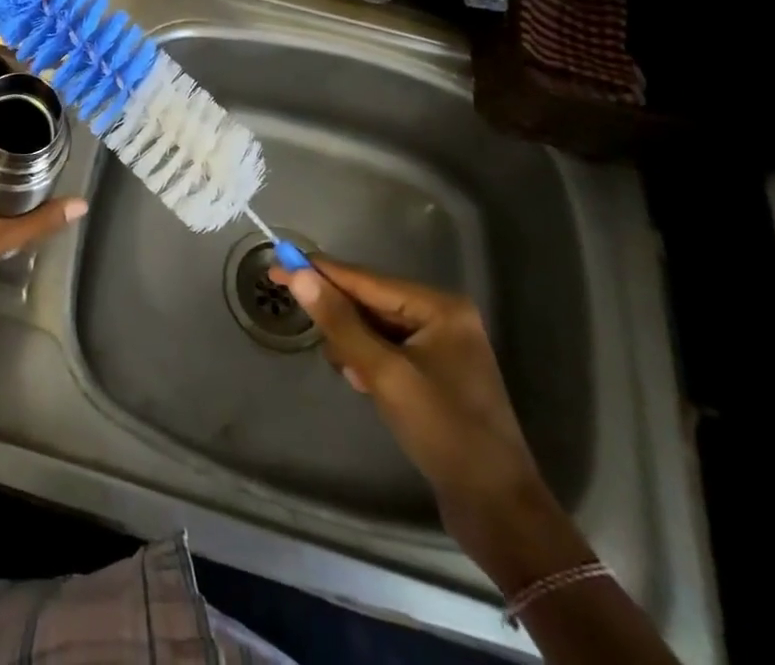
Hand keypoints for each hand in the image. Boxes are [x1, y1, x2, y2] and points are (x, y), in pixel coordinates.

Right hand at [274, 258, 591, 592]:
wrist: (497, 510)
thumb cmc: (444, 432)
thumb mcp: (385, 374)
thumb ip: (340, 322)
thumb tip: (298, 276)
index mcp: (439, 306)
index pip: (365, 280)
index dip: (319, 272)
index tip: (277, 264)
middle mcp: (442, 316)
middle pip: (370, 301)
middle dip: (339, 318)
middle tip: (305, 326)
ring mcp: (442, 345)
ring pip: (375, 327)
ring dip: (354, 344)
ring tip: (351, 376)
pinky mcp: (436, 373)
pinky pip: (387, 349)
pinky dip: (369, 361)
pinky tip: (364, 384)